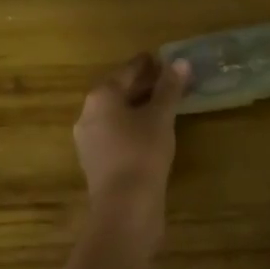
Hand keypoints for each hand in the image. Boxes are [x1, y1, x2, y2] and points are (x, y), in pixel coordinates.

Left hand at [74, 54, 190, 237]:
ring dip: (138, 107)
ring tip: (164, 105)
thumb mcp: (161, 117)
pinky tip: (151, 132)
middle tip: (168, 80)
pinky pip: (116, 133)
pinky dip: (132, 127)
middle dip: (143, 85)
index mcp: (101, 96)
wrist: (124, 209)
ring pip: (117, 114)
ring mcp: (89, 140)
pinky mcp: (96, 162)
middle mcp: (88, 114)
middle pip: (119, 91)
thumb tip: (180, 62)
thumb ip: (170, 88)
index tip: (163, 59)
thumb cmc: (142, 153)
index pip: (127, 70)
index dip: (147, 64)